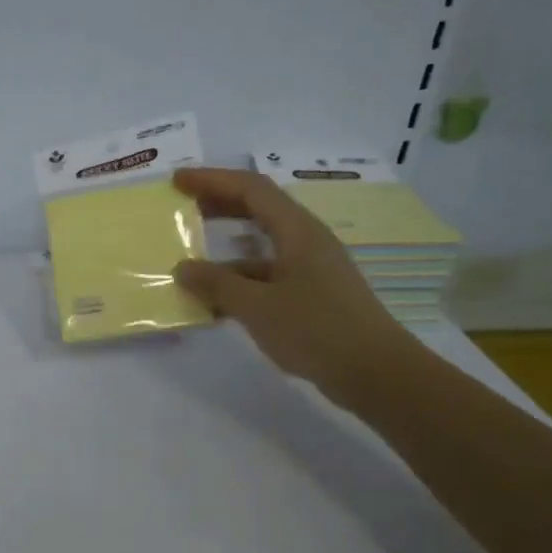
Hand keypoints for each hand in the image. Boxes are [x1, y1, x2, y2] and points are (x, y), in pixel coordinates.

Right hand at [170, 167, 416, 404]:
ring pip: (261, 249)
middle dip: (218, 206)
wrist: (374, 372)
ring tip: (190, 263)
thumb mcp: (257, 306)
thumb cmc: (316, 329)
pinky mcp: (311, 296)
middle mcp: (306, 241)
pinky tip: (216, 304)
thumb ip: (217, 284)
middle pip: (258, 211)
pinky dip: (239, 283)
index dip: (212, 180)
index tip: (177, 181)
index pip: (251, 189)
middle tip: (182, 210)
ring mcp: (311, 269)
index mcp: (297, 231)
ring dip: (225, 252)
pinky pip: (267, 278)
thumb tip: (182, 268)